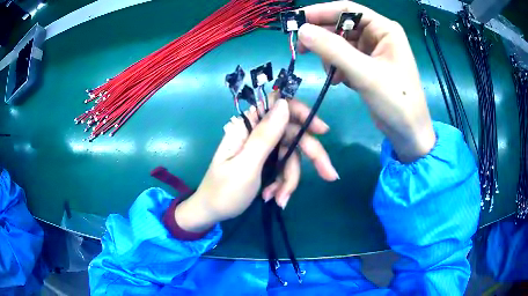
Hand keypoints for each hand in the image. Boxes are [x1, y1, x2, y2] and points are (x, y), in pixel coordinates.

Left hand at [175, 94, 337, 231]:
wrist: (211, 213)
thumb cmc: (223, 191)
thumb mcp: (246, 165)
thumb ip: (265, 135)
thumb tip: (283, 104)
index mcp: (247, 127)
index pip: (278, 106)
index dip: (302, 113)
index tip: (321, 131)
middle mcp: (257, 134)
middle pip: (292, 135)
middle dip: (311, 156)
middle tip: (330, 175)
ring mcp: (262, 150)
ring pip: (291, 157)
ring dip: (289, 180)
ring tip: (279, 200)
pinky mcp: (265, 163)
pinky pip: (284, 169)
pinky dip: (283, 185)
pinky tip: (274, 198)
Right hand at [297, 1, 435, 161]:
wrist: (408, 132)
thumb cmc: (396, 100)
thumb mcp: (365, 73)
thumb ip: (333, 49)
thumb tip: (302, 31)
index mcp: (384, 29)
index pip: (347, 9)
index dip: (320, 12)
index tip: (296, 21)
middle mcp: (378, 36)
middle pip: (341, 25)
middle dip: (323, 37)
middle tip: (302, 49)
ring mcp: (372, 51)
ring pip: (340, 43)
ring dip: (329, 56)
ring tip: (330, 73)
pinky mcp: (367, 66)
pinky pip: (344, 58)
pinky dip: (336, 67)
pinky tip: (338, 81)